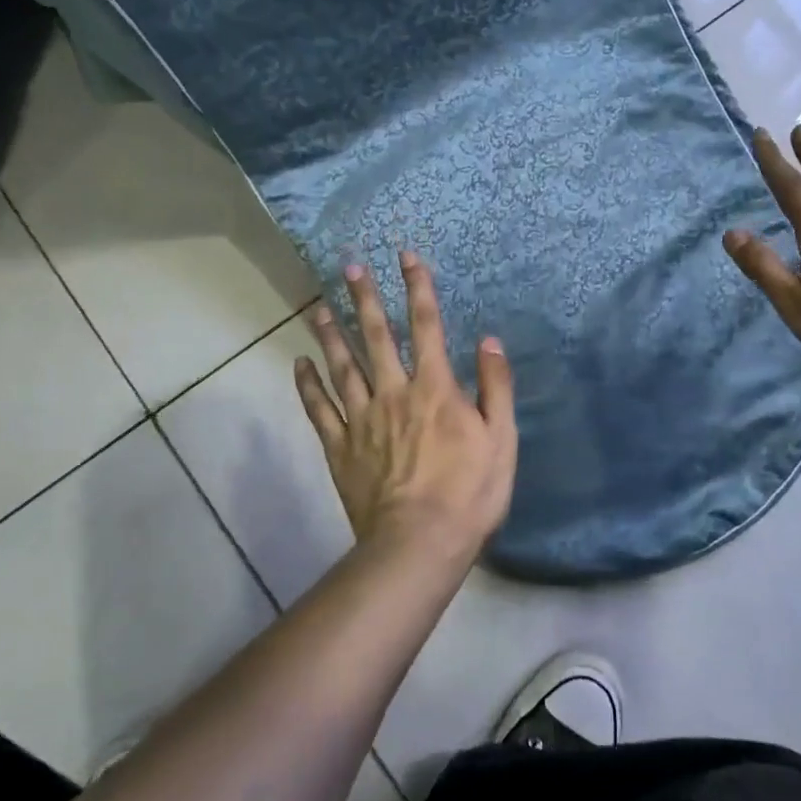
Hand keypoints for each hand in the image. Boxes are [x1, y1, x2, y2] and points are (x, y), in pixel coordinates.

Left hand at [294, 250, 516, 569]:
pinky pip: (319, 410)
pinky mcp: (340, 447)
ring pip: (342, 366)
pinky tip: (299, 365)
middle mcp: (394, 392)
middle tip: (349, 266)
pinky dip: (307, 385)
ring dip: (332, 334)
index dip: (417, 287)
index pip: (427, 325)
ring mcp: (362, 419)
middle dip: (365, 298)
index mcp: (434, 388)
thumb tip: (490, 341)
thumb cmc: (469, 492)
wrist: (419, 543)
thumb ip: (496, 387)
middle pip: (377, 336)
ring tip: (319, 306)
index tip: (406, 257)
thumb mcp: (501, 439)